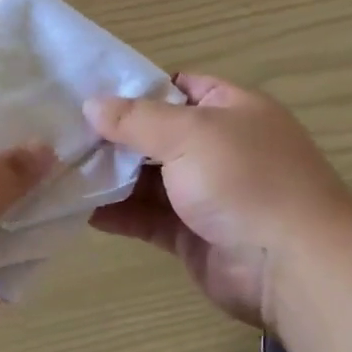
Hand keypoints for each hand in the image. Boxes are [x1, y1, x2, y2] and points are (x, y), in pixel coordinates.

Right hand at [85, 75, 351, 329]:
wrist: (290, 265)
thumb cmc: (245, 180)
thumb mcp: (190, 134)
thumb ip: (137, 120)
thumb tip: (91, 104)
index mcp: (231, 110)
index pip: (179, 87)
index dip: (137, 89)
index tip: (89, 95)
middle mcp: (220, 148)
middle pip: (158, 135)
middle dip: (114, 137)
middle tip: (62, 135)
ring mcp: (207, 195)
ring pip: (149, 180)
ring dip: (111, 177)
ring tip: (61, 171)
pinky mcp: (193, 236)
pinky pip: (148, 219)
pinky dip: (119, 214)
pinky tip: (81, 210)